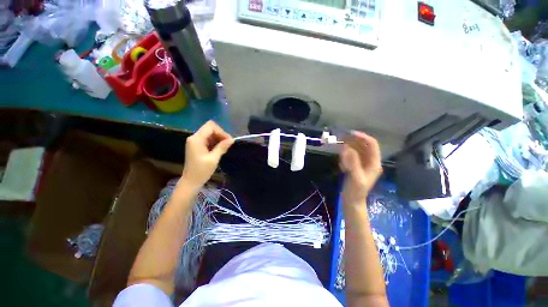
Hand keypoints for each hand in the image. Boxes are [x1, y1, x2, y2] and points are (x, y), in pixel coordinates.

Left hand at [182, 121, 233, 189]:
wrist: (190, 181)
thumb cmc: (201, 171)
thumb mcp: (213, 159)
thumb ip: (222, 147)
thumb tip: (232, 139)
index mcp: (196, 139)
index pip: (210, 126)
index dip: (221, 131)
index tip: (229, 140)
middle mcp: (194, 137)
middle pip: (210, 128)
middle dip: (220, 134)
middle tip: (228, 143)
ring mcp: (194, 141)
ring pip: (209, 133)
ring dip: (218, 138)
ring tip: (225, 147)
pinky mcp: (196, 145)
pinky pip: (207, 139)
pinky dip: (214, 142)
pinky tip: (219, 148)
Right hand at [340, 131, 381, 205]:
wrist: (352, 201)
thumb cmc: (356, 191)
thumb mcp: (355, 177)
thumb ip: (353, 163)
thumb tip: (347, 148)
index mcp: (374, 163)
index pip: (372, 145)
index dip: (362, 137)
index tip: (350, 134)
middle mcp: (370, 161)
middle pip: (364, 146)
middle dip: (354, 141)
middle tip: (341, 138)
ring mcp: (362, 164)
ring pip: (357, 150)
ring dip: (349, 147)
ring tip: (339, 147)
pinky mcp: (356, 166)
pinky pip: (351, 156)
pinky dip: (346, 155)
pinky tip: (341, 162)